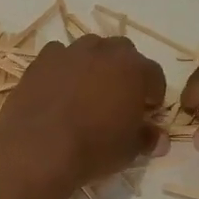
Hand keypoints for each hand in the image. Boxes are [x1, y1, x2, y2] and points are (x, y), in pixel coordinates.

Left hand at [0, 35, 168, 195]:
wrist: (38, 149)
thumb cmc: (93, 148)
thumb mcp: (129, 150)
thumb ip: (148, 138)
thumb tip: (160, 139)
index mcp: (133, 69)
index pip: (154, 74)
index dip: (154, 92)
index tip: (149, 110)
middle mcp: (103, 51)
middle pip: (123, 52)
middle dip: (125, 71)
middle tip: (120, 97)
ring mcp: (69, 52)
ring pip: (90, 48)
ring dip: (94, 63)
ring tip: (88, 90)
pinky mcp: (41, 60)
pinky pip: (58, 56)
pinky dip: (63, 67)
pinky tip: (59, 88)